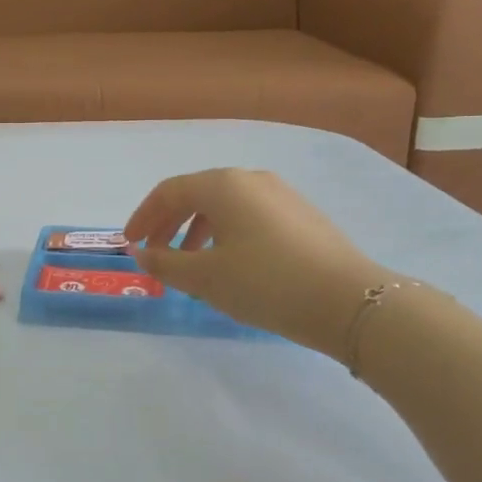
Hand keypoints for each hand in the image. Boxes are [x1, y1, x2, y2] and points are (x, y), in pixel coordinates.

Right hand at [123, 168, 390, 360]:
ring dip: (198, 230)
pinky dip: (227, 233)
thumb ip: (165, 264)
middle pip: (196, 194)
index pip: (169, 191)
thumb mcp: (205, 278)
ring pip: (225, 205)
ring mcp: (281, 194)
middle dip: (170, 223)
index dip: (144, 216)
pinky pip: (249, 215)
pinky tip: (231, 264)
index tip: (131, 243)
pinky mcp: (302, 215)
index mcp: (223, 185)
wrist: (350, 302)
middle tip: (156, 253)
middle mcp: (251, 179)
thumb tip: (141, 254)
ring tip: (191, 264)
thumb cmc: (266, 283)